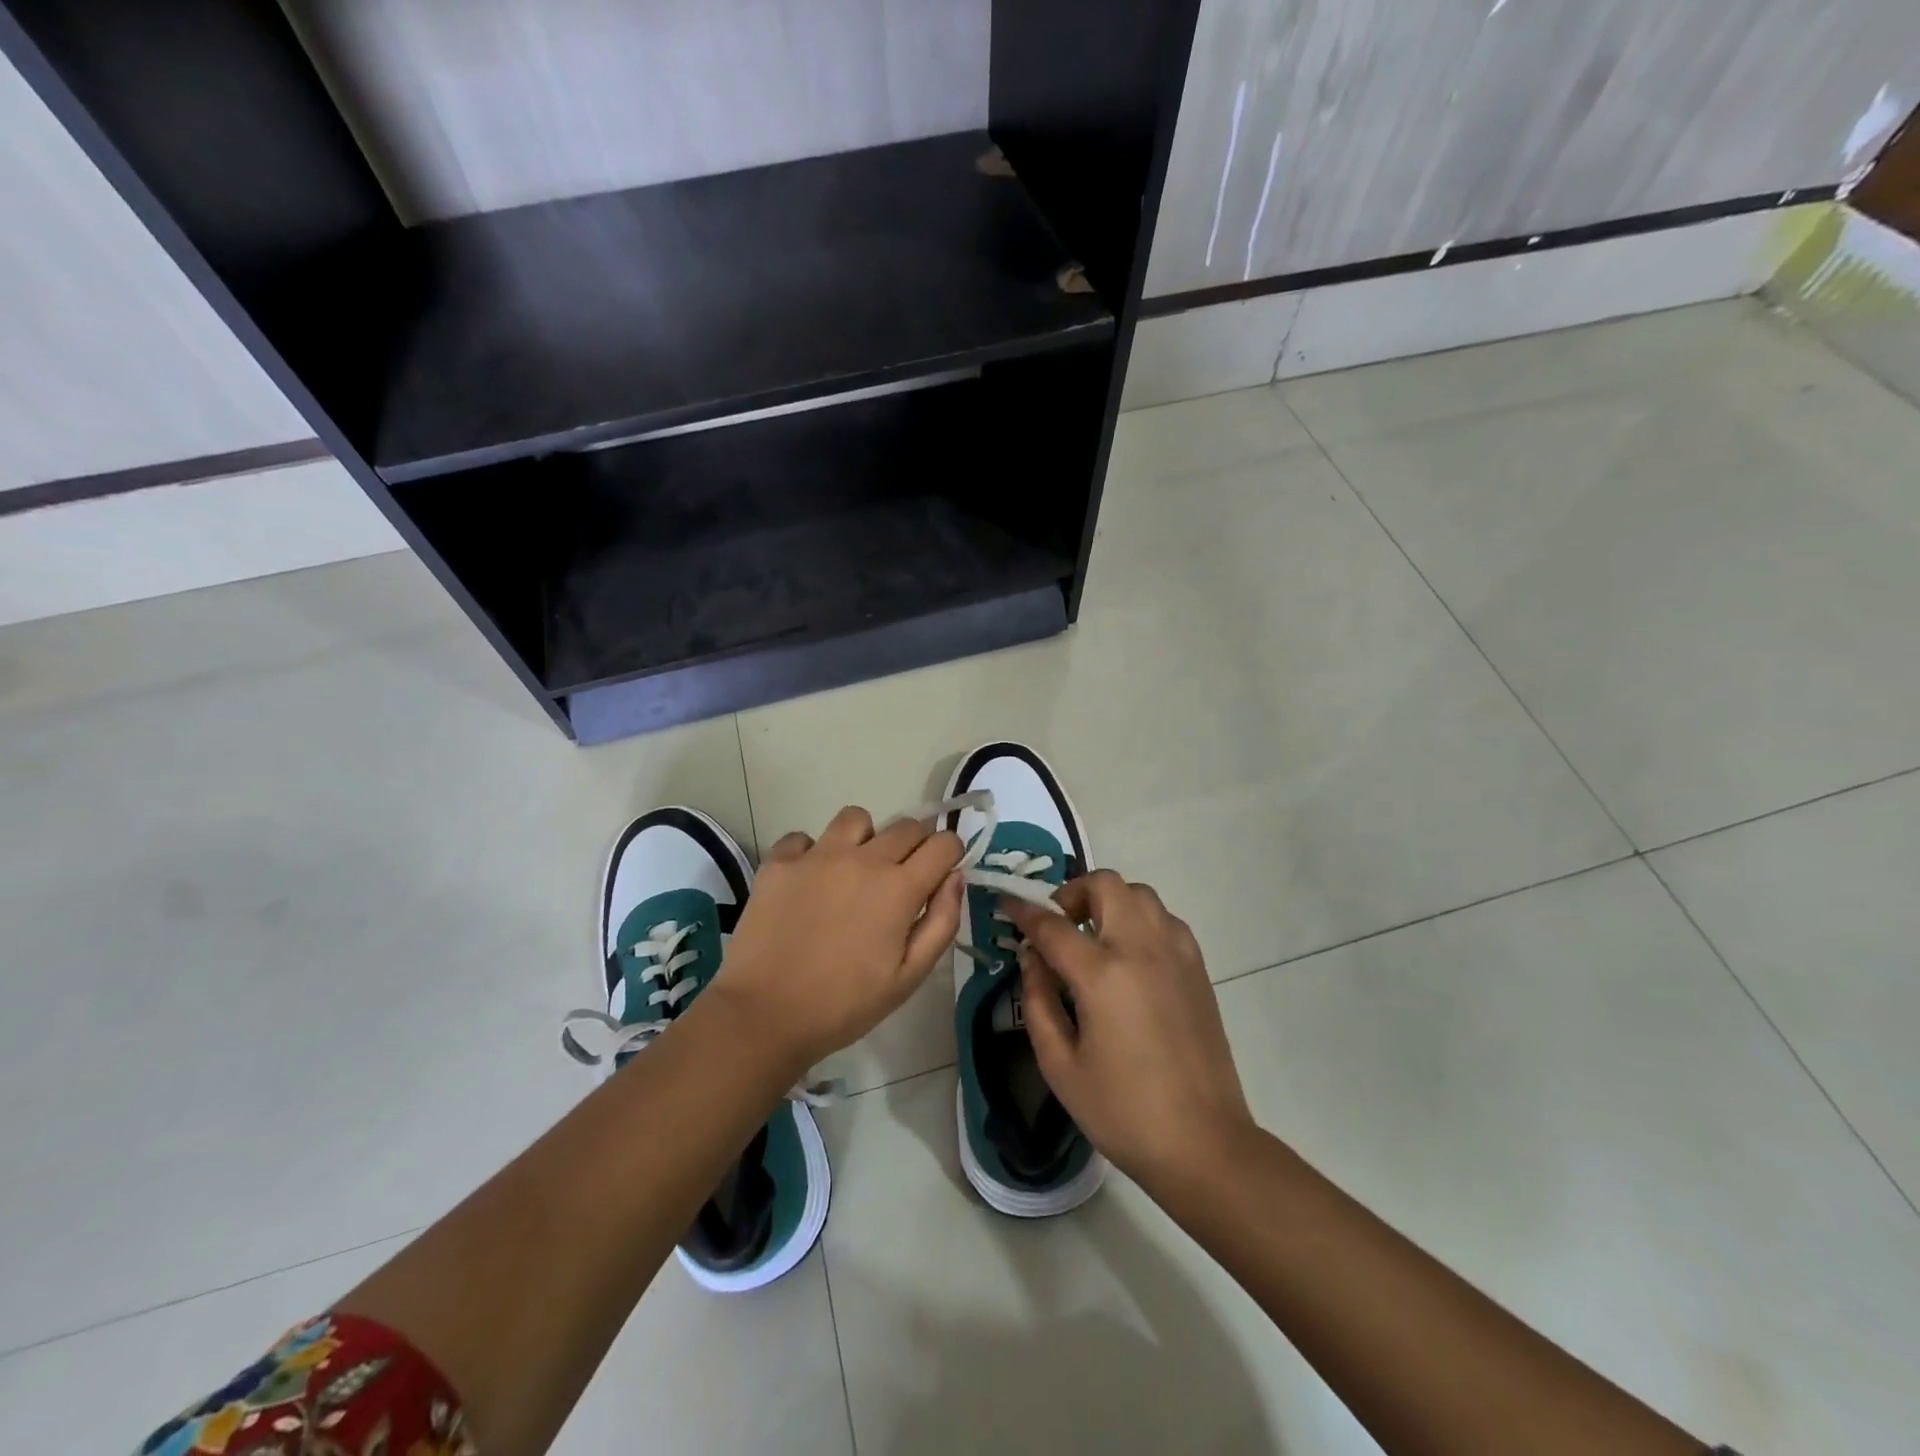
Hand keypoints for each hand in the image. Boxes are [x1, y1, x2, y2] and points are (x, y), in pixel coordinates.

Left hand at [711, 806, 964, 1074]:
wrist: (764, 1015)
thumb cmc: (844, 1004)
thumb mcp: (909, 977)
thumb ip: (941, 923)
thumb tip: (955, 878)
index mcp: (899, 888)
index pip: (944, 843)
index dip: (951, 854)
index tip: (941, 873)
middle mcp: (862, 859)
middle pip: (906, 825)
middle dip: (916, 844)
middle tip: (902, 877)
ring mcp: (817, 856)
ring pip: (856, 819)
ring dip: (866, 838)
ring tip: (854, 870)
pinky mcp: (779, 862)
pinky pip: (804, 838)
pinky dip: (812, 852)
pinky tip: (809, 882)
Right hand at [1007, 871, 1254, 1187]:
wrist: (1204, 1143)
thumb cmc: (1122, 1111)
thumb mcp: (1060, 1065)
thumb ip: (1037, 1001)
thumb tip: (1031, 958)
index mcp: (1103, 975)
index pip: (1052, 924)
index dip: (1023, 910)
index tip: (1006, 903)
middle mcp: (1142, 949)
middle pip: (1105, 884)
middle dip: (1073, 893)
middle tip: (1058, 925)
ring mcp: (1176, 953)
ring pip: (1139, 894)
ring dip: (1109, 902)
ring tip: (1094, 938)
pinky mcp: (1197, 967)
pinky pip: (1164, 918)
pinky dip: (1139, 920)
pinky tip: (1129, 957)